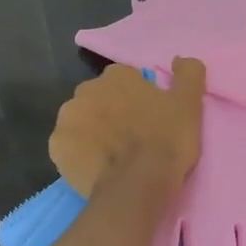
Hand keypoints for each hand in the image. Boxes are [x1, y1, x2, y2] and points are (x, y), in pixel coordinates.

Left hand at [49, 57, 206, 197]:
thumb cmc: (165, 139)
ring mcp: (67, 120)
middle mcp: (85, 90)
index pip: (126, 79)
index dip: (138, 97)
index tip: (149, 116)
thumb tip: (178, 60)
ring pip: (83, 121)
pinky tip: (97, 166)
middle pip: (100, 98)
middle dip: (112, 111)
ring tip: (115, 154)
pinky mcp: (56, 148)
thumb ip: (188, 73)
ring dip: (94, 131)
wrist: (138, 186)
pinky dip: (80, 153)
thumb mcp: (188, 103)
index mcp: (116, 76)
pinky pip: (70, 146)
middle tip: (133, 136)